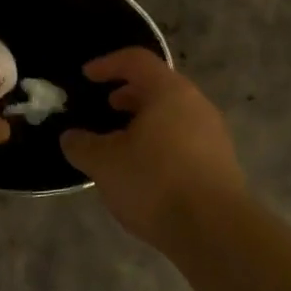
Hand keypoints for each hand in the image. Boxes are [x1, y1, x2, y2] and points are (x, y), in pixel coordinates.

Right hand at [60, 49, 246, 246]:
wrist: (214, 229)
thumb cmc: (154, 182)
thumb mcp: (104, 164)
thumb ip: (82, 145)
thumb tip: (71, 137)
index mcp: (169, 92)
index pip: (136, 61)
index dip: (108, 64)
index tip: (86, 76)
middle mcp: (196, 104)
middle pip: (159, 86)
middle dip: (128, 94)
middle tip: (105, 108)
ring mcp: (213, 133)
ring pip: (173, 114)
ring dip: (144, 121)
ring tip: (121, 143)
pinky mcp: (220, 162)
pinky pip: (184, 139)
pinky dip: (160, 142)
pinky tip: (144, 170)